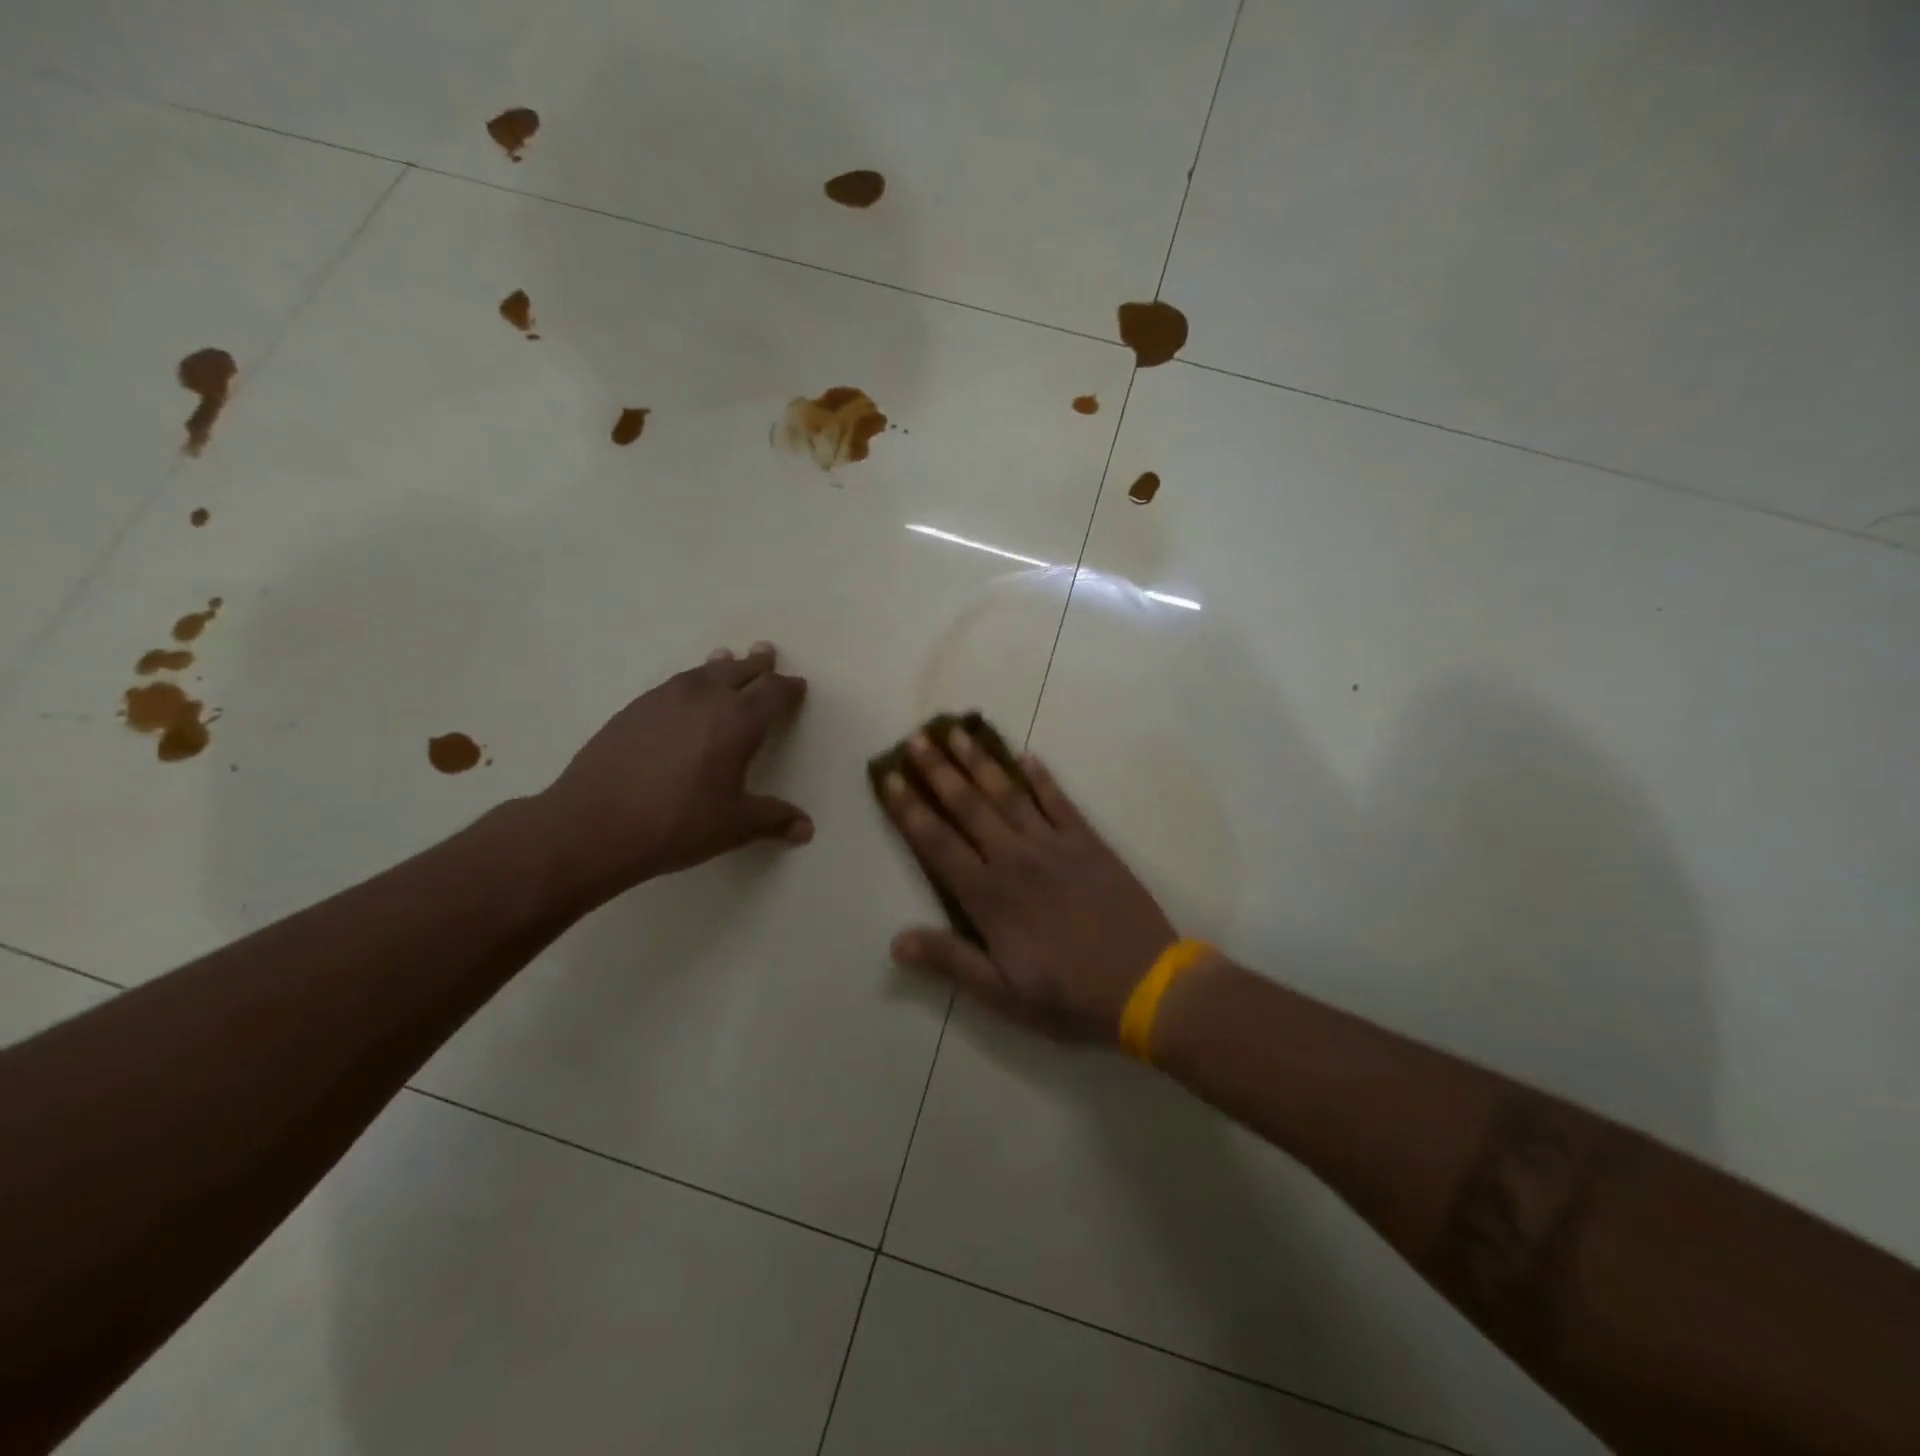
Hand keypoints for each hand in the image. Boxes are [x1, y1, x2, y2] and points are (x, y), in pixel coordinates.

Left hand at [535, 643, 810, 906]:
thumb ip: (773, 820)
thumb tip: (807, 829)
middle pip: (739, 670)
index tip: (797, 686)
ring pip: (703, 671)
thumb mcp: (733, 826)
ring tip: (727, 659)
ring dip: (722, 665)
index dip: (788, 688)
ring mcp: (665, 699)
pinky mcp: (634, 708)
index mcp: (738, 721)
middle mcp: (705, 699)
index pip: (773, 692)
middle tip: (766, 653)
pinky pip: (674, 683)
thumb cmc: (677, 824)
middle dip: (757, 664)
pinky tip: (685, 693)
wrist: (593, 824)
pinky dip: (690, 681)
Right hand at [882, 728, 1176, 1041]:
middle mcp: (1014, 858)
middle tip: (916, 738)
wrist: (1146, 985)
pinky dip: (1040, 776)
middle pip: (968, 806)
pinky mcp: (1088, 841)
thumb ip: (950, 960)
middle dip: (938, 770)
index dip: (909, 808)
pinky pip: (1058, 800)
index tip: (889, 777)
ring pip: (1008, 793)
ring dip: (980, 761)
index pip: (937, 842)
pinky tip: (1025, 755)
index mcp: (988, 896)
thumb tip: (895, 942)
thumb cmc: (1068, 996)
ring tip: (957, 731)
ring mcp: (1053, 844)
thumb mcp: (1001, 993)